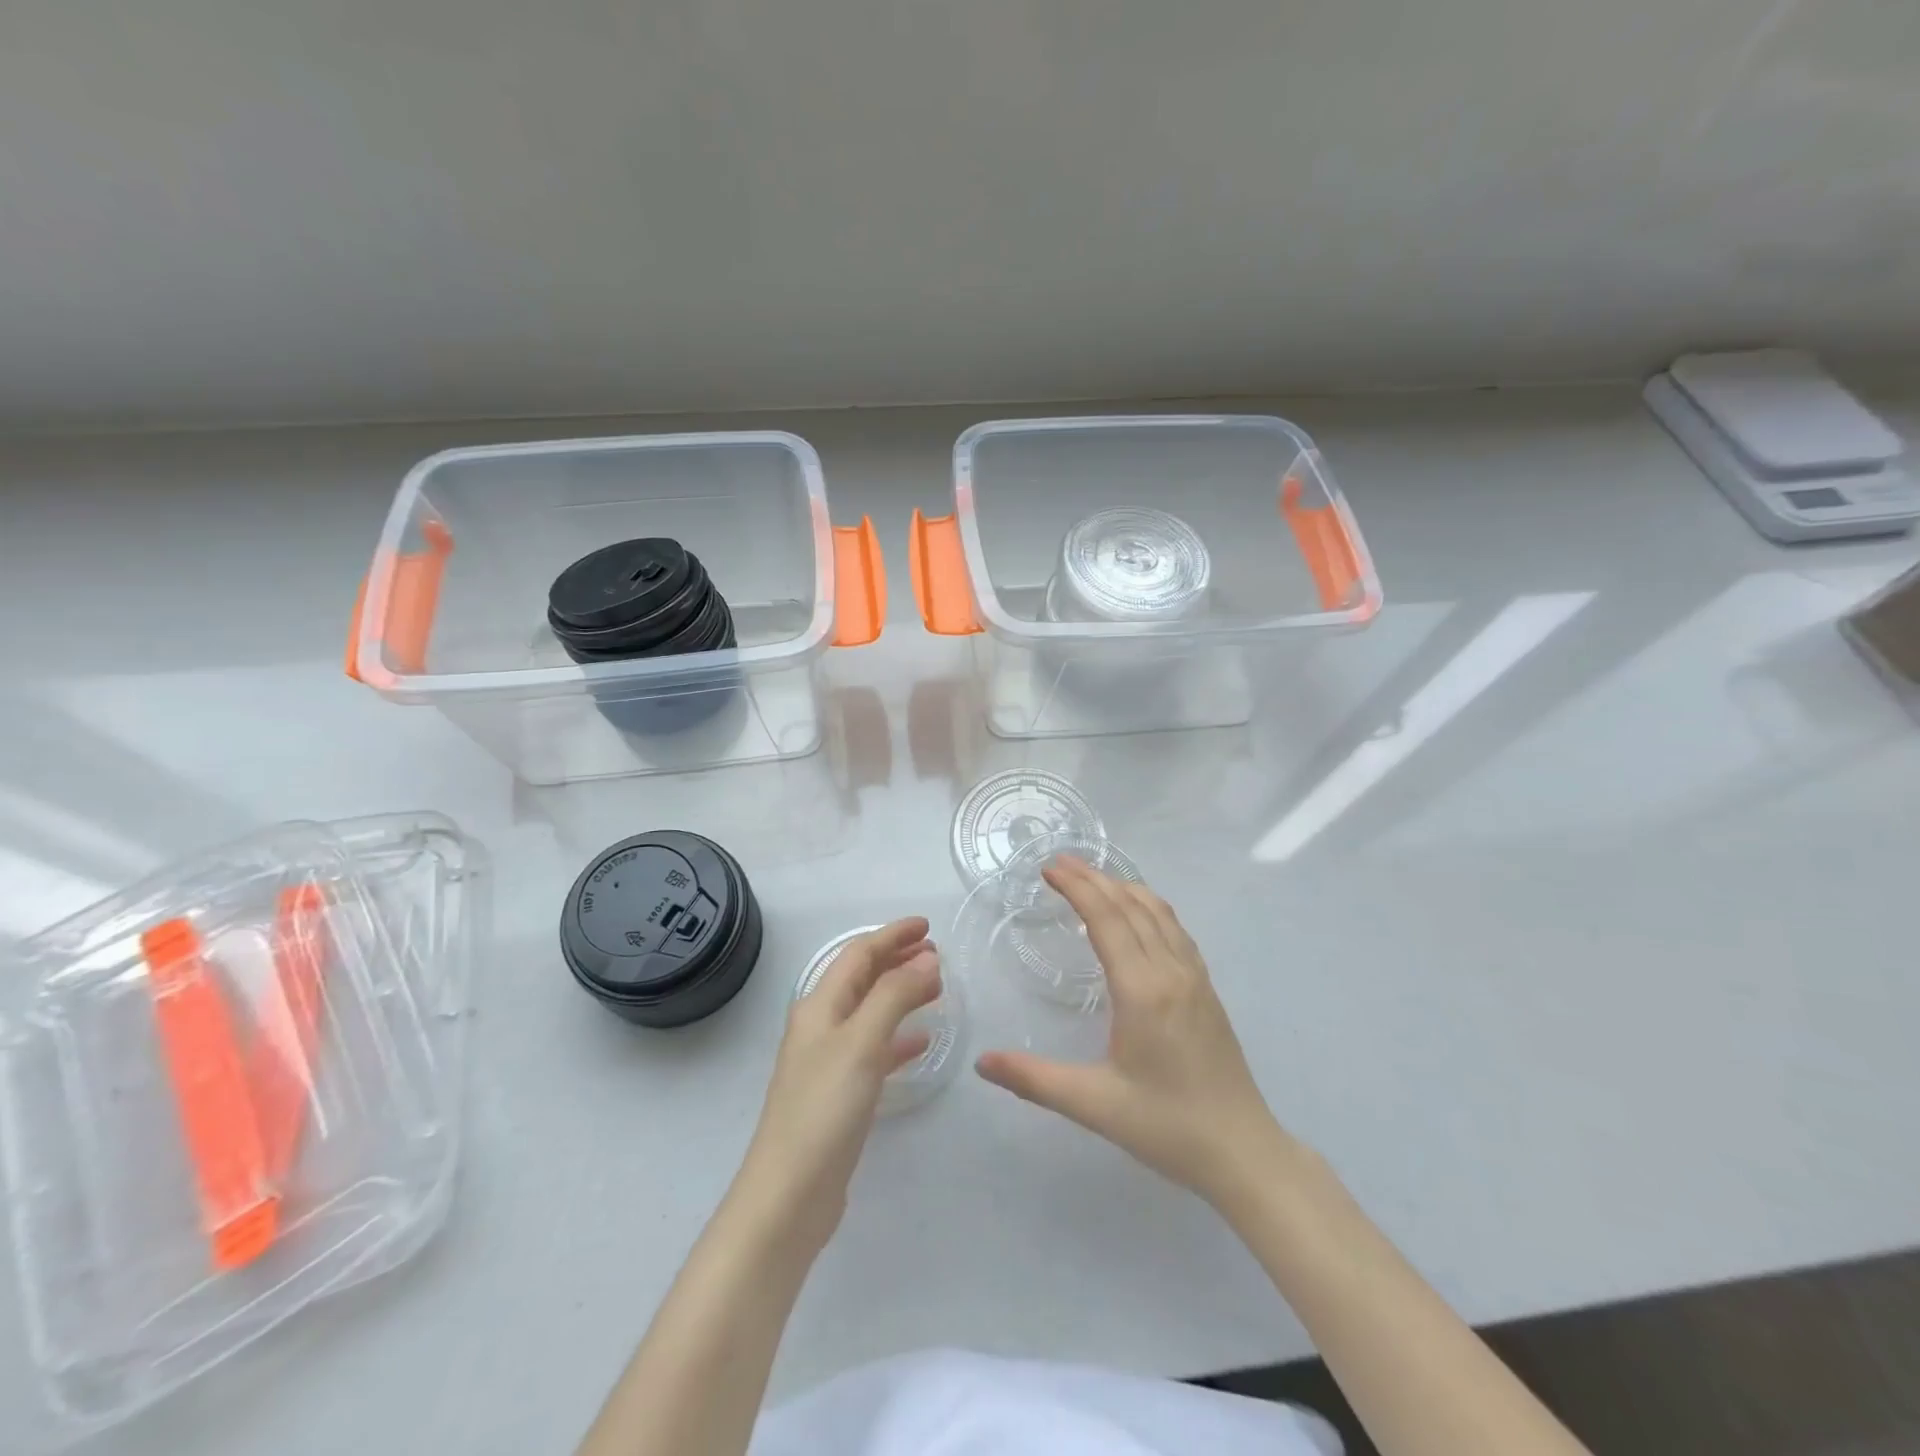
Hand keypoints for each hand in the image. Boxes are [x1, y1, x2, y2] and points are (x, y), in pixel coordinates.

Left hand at [734, 918, 940, 1254]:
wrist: (789, 1194)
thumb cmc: (824, 1108)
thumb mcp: (862, 1042)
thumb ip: (895, 996)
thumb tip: (927, 959)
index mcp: (820, 1006)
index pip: (858, 954)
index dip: (892, 936)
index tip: (927, 926)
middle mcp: (821, 1026)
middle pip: (862, 979)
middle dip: (897, 960)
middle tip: (936, 953)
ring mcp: (829, 1061)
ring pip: (870, 1011)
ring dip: (901, 994)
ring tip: (936, 989)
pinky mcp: (840, 1093)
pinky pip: (874, 1049)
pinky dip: (898, 1037)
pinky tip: (921, 1042)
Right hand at [976, 858, 1294, 1208]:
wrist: (1244, 1152)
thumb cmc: (1167, 1127)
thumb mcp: (1094, 1105)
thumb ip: (1034, 1080)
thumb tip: (982, 1063)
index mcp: (1142, 990)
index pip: (1106, 919)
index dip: (1077, 888)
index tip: (1049, 869)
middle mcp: (1171, 972)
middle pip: (1130, 906)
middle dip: (1094, 878)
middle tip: (1059, 862)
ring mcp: (1194, 977)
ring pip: (1158, 913)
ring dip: (1123, 887)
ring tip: (1092, 877)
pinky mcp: (1207, 989)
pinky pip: (1176, 930)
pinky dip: (1150, 907)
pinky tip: (1139, 913)